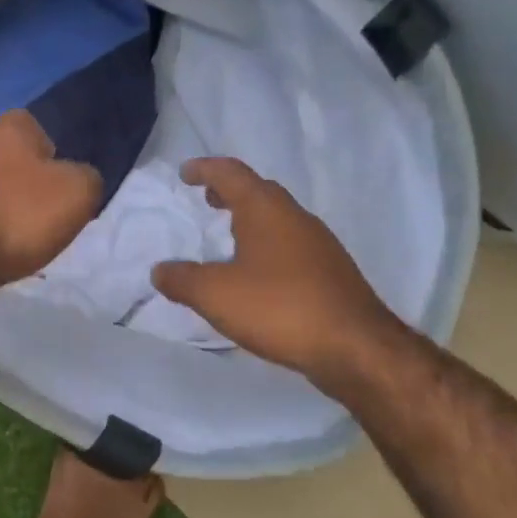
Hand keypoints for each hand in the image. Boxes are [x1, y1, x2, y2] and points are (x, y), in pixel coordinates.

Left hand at [0, 110, 103, 291]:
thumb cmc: (16, 216)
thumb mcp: (76, 194)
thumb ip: (86, 178)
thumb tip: (81, 178)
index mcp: (10, 128)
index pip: (33, 125)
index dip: (50, 152)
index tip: (59, 183)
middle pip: (3, 156)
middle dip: (18, 180)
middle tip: (37, 213)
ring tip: (10, 237)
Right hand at [152, 158, 414, 396]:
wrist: (356, 348)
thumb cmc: (279, 308)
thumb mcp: (215, 295)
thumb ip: (181, 279)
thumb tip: (160, 270)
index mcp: (265, 210)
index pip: (231, 173)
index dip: (205, 169)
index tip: (185, 173)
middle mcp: (295, 218)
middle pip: (259, 191)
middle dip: (230, 192)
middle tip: (207, 200)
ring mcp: (319, 244)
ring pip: (278, 218)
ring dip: (251, 220)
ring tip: (229, 237)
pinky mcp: (331, 272)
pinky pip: (291, 245)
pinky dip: (268, 245)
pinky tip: (259, 274)